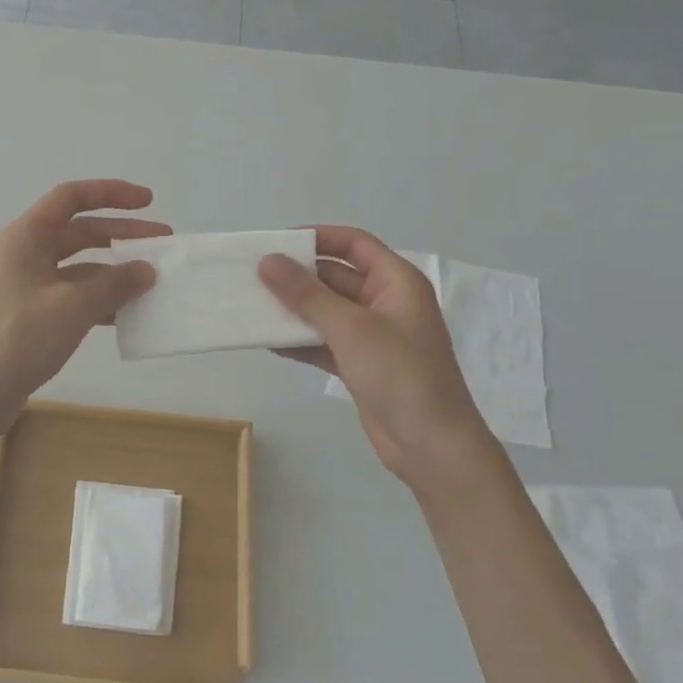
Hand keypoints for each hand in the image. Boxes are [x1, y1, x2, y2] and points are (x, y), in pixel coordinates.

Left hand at [0, 180, 165, 435]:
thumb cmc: (21, 337)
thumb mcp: (74, 306)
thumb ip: (115, 284)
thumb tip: (146, 270)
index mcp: (27, 237)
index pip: (72, 197)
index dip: (111, 193)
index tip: (149, 201)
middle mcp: (27, 253)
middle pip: (80, 231)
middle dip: (122, 234)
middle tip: (163, 243)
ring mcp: (29, 285)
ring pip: (80, 266)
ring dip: (115, 271)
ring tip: (152, 282)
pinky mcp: (34, 314)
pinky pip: (74, 295)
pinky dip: (101, 299)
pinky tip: (128, 314)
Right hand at [259, 227, 493, 485]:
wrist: (431, 446)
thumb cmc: (400, 375)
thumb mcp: (351, 329)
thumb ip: (306, 294)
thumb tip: (267, 261)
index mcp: (396, 282)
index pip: (353, 244)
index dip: (316, 237)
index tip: (275, 243)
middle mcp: (384, 302)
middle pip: (335, 276)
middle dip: (296, 276)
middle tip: (252, 276)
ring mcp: (372, 336)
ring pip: (325, 311)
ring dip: (293, 309)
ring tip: (251, 306)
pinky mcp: (359, 364)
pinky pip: (323, 341)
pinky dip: (299, 341)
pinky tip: (268, 342)